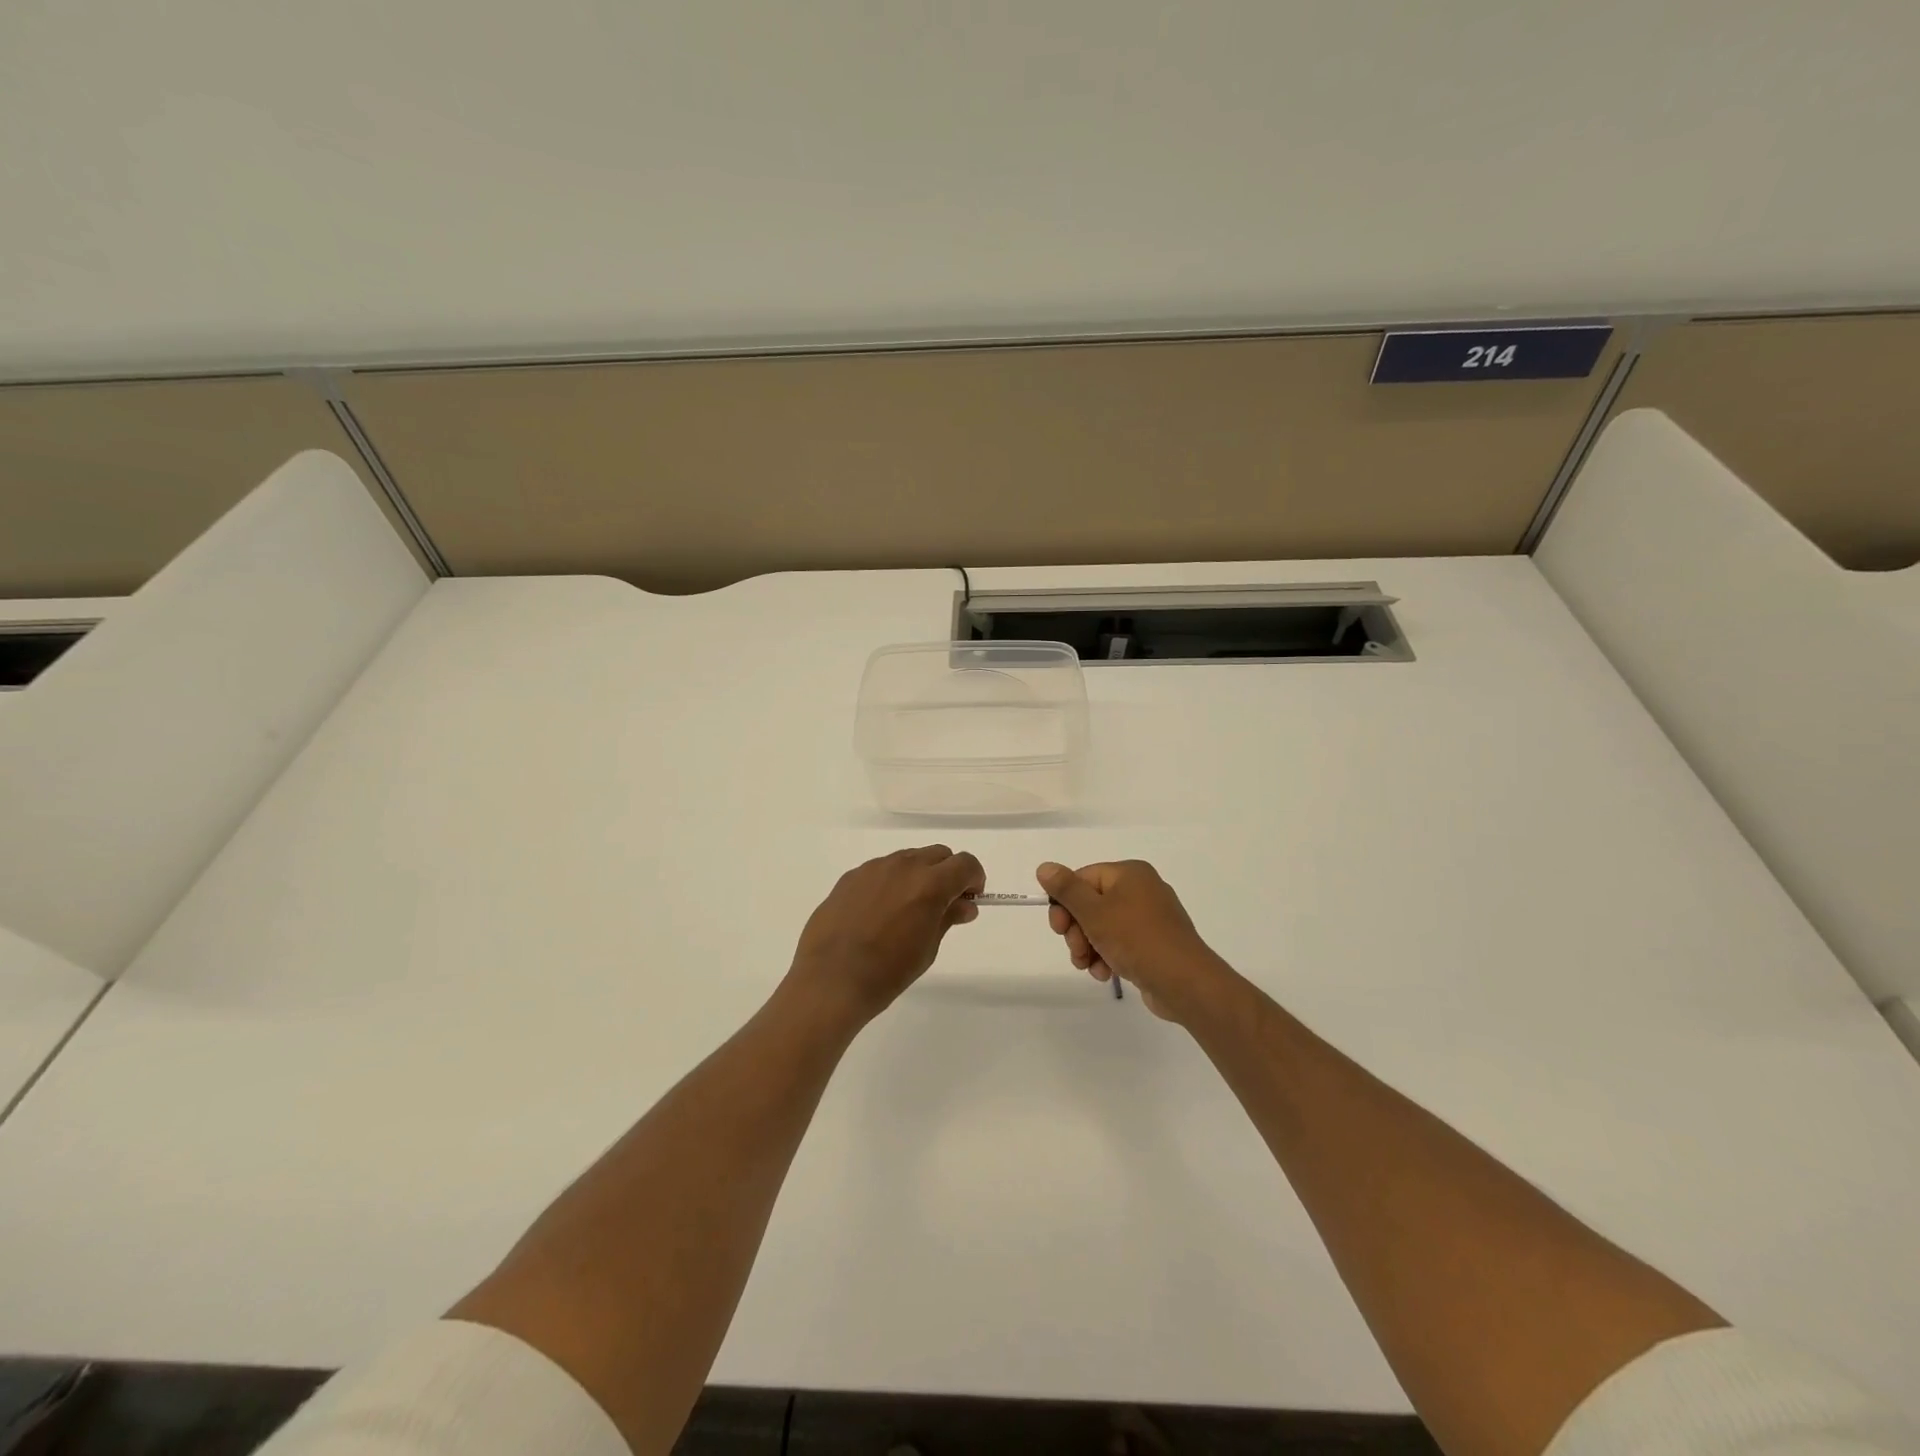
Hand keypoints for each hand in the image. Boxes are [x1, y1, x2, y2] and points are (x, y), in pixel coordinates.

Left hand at [788, 846, 985, 1024]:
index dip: (974, 879)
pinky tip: (879, 913)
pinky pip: (881, 870)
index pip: (965, 864)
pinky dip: (891, 882)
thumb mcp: (928, 948)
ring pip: (908, 859)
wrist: (830, 981)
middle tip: (943, 904)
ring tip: (908, 910)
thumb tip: (965, 904)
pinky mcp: (851, 876)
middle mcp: (903, 866)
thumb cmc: (887, 972)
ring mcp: (873, 868)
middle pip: (938, 854)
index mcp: (929, 884)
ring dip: (919, 875)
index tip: (970, 899)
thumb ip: (948, 917)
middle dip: (948, 874)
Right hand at [1037, 860, 1236, 1023]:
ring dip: (1089, 947)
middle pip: (1092, 904)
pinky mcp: (1155, 943)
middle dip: (1077, 930)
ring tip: (1089, 967)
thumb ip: (1067, 889)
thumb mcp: (1094, 912)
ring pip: (1104, 927)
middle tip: (1076, 951)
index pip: (1083, 879)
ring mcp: (1151, 918)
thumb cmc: (1135, 939)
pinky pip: (1122, 943)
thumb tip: (1045, 867)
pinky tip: (1105, 973)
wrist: (1184, 982)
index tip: (1057, 928)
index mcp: (1130, 874)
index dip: (1065, 903)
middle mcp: (1142, 890)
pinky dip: (1108, 956)